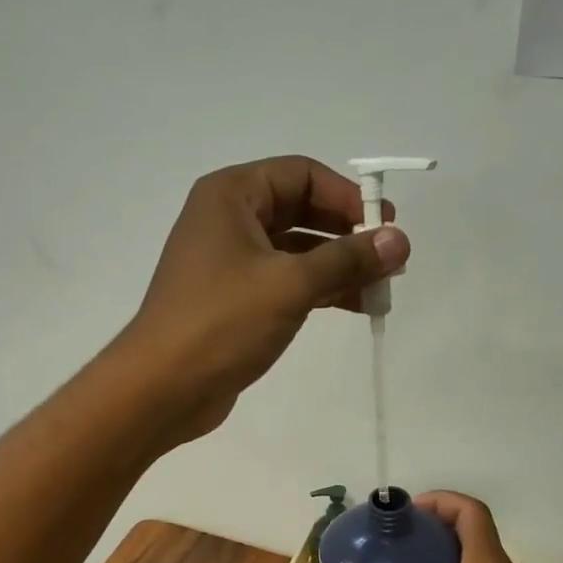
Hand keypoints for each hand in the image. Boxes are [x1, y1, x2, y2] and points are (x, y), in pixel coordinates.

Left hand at [113, 156, 408, 442]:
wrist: (162, 387)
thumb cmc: (222, 322)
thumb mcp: (291, 284)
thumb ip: (348, 259)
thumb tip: (400, 240)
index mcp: (231, 196)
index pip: (302, 174)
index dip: (347, 196)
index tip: (385, 226)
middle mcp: (228, 219)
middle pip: (301, 210)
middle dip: (348, 233)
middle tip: (391, 258)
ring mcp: (230, 261)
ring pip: (297, 250)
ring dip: (339, 265)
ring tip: (383, 287)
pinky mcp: (235, 299)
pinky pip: (286, 280)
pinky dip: (320, 288)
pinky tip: (356, 305)